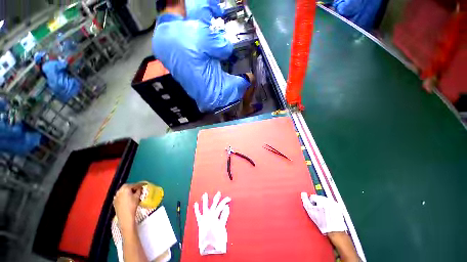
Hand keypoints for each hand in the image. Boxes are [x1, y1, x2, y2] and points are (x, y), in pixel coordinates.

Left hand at [114, 184, 142, 232]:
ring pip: (123, 191)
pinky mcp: (115, 201)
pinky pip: (121, 195)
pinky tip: (128, 198)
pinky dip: (125, 195)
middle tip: (138, 189)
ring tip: (134, 193)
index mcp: (125, 188)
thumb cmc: (132, 205)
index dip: (140, 185)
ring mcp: (116, 196)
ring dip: (129, 191)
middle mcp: (119, 191)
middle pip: (127, 186)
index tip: (144, 185)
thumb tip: (140, 188)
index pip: (134, 184)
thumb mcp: (138, 196)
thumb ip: (139, 190)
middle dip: (133, 187)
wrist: (125, 217)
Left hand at [194, 192, 230, 254]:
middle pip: (214, 204)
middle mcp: (209, 214)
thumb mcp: (222, 226)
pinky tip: (196, 204)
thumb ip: (224, 216)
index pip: (221, 205)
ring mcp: (204, 217)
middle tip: (218, 192)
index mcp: (215, 215)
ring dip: (205, 200)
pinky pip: (197, 214)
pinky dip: (196, 209)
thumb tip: (227, 207)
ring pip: (205, 206)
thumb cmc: (216, 236)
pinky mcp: (200, 221)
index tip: (229, 199)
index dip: (225, 201)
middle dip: (216, 197)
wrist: (208, 245)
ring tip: (205, 194)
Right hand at [301, 192, 346, 233]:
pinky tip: (328, 213)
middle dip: (317, 203)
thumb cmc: (322, 222)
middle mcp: (328, 200)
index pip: (312, 197)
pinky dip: (328, 207)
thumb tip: (303, 193)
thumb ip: (305, 201)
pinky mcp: (338, 206)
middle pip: (318, 198)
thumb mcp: (311, 212)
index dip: (311, 203)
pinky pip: (330, 203)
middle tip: (318, 212)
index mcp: (321, 200)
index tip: (313, 210)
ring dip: (322, 205)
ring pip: (324, 200)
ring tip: (323, 213)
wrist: (334, 231)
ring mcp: (334, 203)